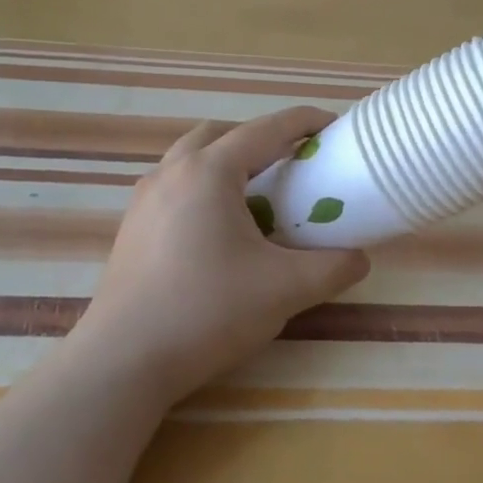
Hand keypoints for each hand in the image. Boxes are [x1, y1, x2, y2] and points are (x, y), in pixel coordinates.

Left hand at [73, 107, 370, 404]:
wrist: (123, 360)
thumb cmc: (207, 311)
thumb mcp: (284, 289)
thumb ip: (332, 268)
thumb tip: (359, 258)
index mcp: (209, 172)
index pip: (265, 130)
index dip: (303, 122)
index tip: (332, 127)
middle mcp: (171, 173)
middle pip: (221, 134)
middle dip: (259, 139)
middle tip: (291, 165)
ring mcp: (144, 200)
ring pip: (191, 159)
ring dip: (227, 163)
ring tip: (256, 198)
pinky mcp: (131, 228)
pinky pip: (174, 188)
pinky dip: (203, 189)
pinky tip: (219, 232)